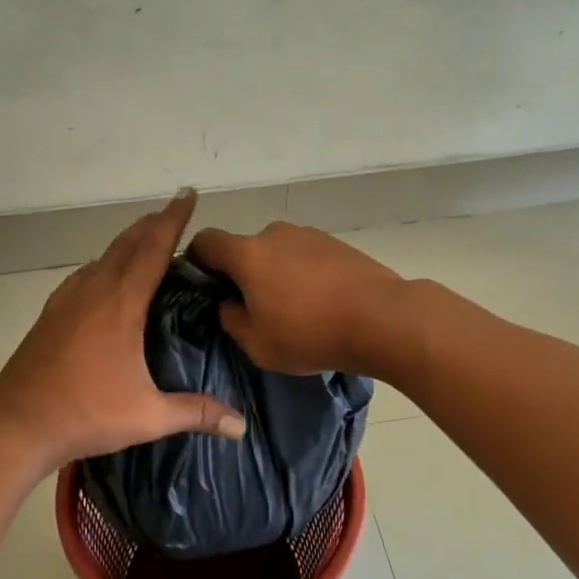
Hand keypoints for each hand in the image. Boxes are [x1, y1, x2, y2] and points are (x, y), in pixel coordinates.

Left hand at [0, 190, 245, 470]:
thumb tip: (241, 426)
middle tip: (173, 213)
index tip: (188, 195)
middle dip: (152, 225)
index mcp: (121, 304)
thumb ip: (196, 413)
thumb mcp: (148, 416)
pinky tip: (102, 278)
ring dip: (126, 243)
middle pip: (126, 244)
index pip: (153, 249)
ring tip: (145, 241)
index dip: (173, 220)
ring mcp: (67, 301)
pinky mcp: (50, 315)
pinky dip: (102, 265)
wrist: (16, 425)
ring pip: (102, 257)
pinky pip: (83, 276)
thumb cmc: (85, 414)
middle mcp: (94, 292)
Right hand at [187, 221, 404, 375]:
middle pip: (245, 249)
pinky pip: (305, 256)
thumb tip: (228, 304)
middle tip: (253, 308)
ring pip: (277, 253)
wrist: (381, 318)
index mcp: (247, 253)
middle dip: (242, 274)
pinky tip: (319, 303)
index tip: (204, 286)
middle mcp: (275, 234)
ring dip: (275, 274)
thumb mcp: (257, 344)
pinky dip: (303, 274)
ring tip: (293, 309)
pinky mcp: (336, 243)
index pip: (206, 241)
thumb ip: (231, 319)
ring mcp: (309, 235)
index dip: (196, 260)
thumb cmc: (310, 334)